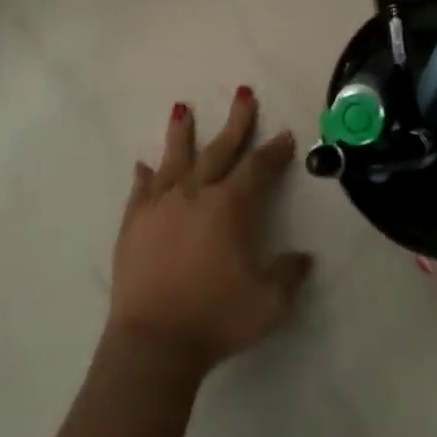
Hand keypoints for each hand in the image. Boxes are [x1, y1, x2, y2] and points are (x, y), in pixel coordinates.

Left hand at [108, 86, 313, 374]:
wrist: (154, 343)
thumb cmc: (216, 319)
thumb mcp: (269, 303)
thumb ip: (289, 275)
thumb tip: (302, 257)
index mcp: (230, 207)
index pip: (258, 168)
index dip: (274, 150)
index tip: (284, 134)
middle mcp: (195, 194)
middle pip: (219, 149)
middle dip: (236, 121)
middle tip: (244, 93)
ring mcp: (161, 206)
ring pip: (174, 159)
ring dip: (181, 133)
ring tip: (181, 109)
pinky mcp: (134, 223)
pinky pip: (141, 191)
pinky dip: (144, 177)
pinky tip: (143, 165)